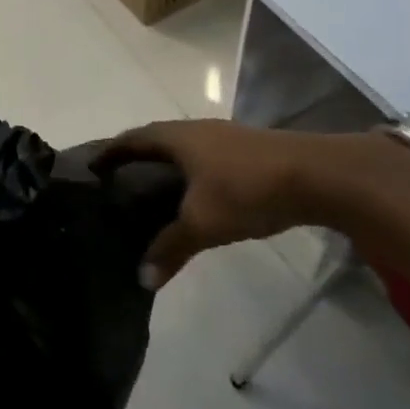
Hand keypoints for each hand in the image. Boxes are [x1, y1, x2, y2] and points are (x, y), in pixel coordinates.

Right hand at [97, 120, 338, 287]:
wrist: (317, 175)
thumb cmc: (247, 189)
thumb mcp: (203, 223)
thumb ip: (170, 247)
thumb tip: (141, 278)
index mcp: (177, 137)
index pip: (132, 139)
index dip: (110, 151)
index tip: (92, 166)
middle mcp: (197, 130)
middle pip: (156, 139)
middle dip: (136, 157)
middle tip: (118, 182)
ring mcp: (225, 137)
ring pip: (184, 148)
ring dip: (166, 165)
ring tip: (152, 191)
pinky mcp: (249, 151)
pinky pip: (206, 158)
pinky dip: (191, 173)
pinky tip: (197, 195)